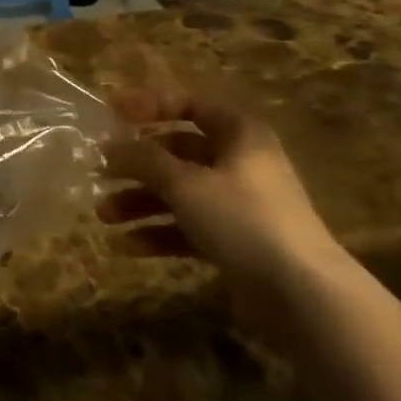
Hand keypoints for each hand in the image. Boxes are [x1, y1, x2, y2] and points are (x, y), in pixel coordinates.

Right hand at [99, 88, 347, 335]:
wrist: (302, 295)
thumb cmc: (242, 219)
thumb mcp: (185, 183)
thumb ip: (143, 159)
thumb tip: (109, 146)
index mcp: (238, 133)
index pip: (187, 105)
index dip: (148, 105)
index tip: (110, 112)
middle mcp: (238, 162)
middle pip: (177, 152)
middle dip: (136, 164)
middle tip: (99, 172)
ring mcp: (237, 204)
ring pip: (179, 193)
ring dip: (140, 201)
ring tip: (103, 215)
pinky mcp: (234, 242)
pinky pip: (187, 227)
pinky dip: (158, 232)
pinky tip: (125, 246)